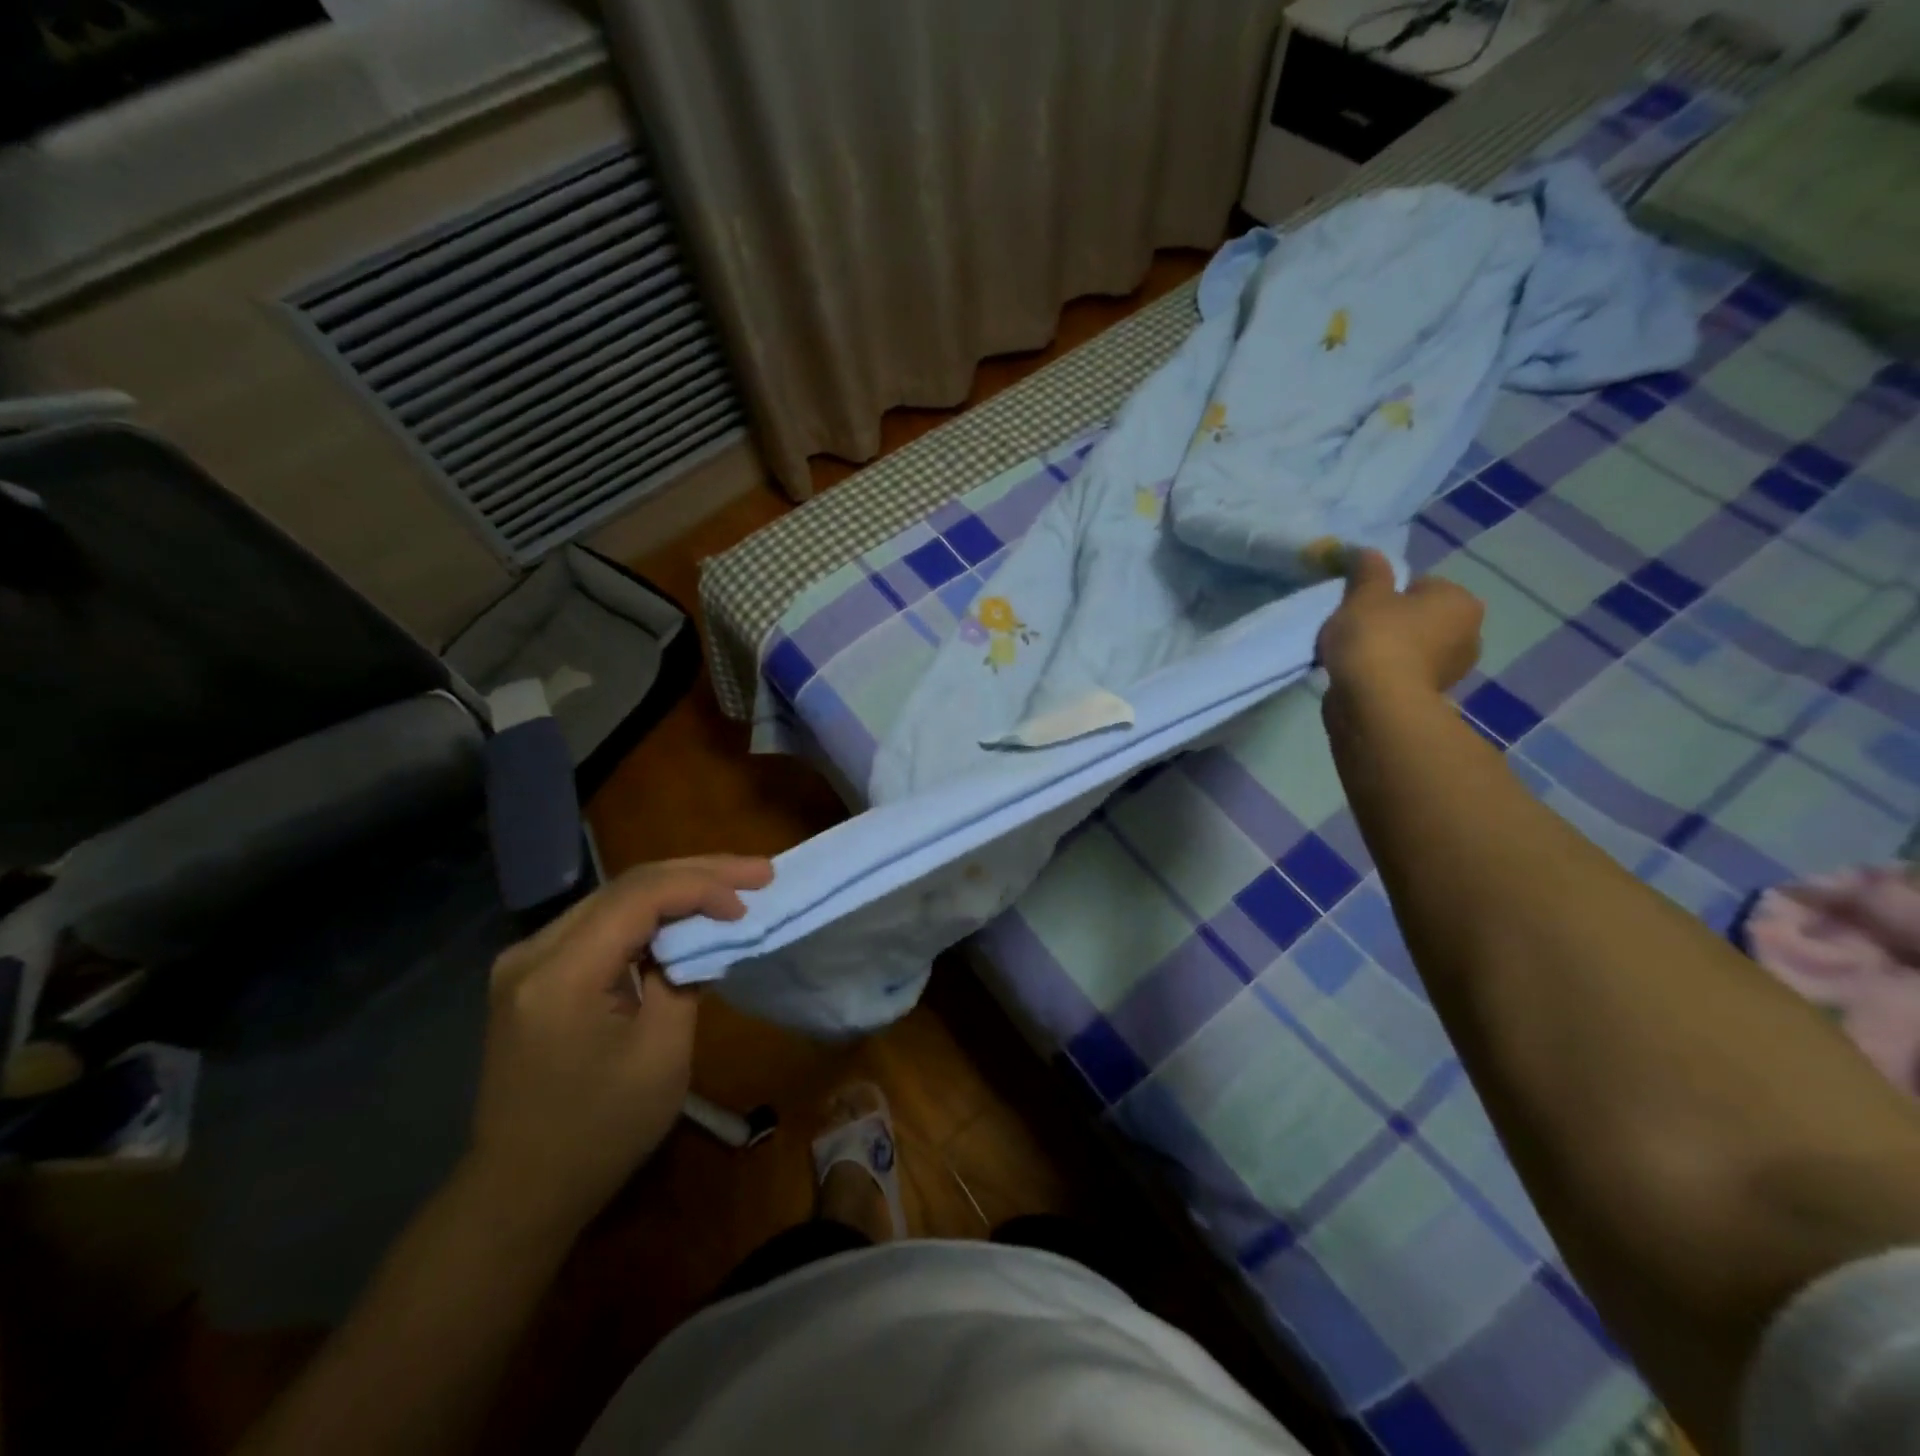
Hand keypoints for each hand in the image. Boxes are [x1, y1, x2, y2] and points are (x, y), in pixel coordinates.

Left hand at [464, 855, 773, 1237]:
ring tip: (733, 884)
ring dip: (677, 888)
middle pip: (626, 886)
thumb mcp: (660, 1055)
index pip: (638, 897)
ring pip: (615, 898)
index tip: (748, 903)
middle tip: (758, 872)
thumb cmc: (600, 1133)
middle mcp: (533, 951)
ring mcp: (527, 960)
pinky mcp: (534, 973)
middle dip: (698, 873)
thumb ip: (683, 978)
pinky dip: (650, 914)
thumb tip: (702, 936)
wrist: (520, 1192)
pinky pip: (601, 923)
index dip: (701, 888)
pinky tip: (686, 913)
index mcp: (560, 974)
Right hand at [1317, 548, 1483, 699]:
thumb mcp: (1363, 595)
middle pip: (1421, 618)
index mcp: (1460, 601)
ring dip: (1389, 651)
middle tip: (1357, 630)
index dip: (1388, 593)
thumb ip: (1367, 571)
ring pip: (1413, 649)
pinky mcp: (1432, 698)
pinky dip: (1387, 675)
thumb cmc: (1376, 638)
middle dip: (1394, 623)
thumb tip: (1368, 553)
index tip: (1362, 606)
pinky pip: (1404, 675)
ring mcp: (1453, 671)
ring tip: (1354, 657)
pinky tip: (1361, 678)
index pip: (1421, 585)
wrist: (1376, 703)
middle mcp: (1469, 634)